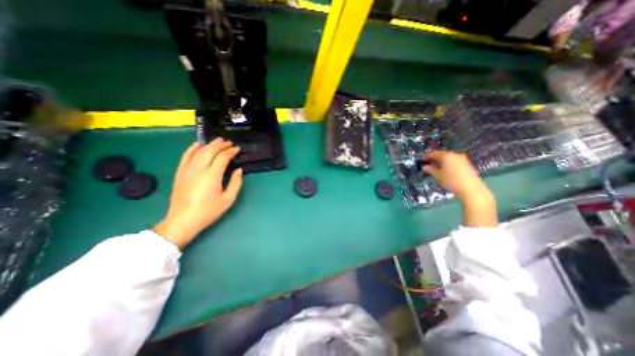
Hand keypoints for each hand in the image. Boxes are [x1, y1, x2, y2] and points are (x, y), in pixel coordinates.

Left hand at [153, 137, 242, 247]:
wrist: (183, 220)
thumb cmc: (209, 211)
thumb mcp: (228, 199)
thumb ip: (236, 183)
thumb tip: (239, 170)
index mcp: (212, 176)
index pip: (222, 157)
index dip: (230, 151)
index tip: (237, 149)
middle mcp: (199, 169)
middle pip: (210, 151)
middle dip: (221, 145)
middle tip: (229, 142)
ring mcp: (187, 170)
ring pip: (198, 151)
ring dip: (209, 144)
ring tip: (217, 141)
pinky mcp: (180, 173)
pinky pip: (185, 156)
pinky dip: (192, 148)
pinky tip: (197, 144)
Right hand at [423, 151, 498, 227]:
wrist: (471, 189)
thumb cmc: (451, 181)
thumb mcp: (438, 176)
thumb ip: (430, 170)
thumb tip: (424, 167)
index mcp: (446, 156)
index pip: (434, 153)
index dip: (427, 156)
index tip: (421, 159)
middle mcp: (454, 155)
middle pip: (442, 154)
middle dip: (434, 158)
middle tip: (428, 163)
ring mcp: (462, 159)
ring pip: (448, 158)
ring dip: (441, 161)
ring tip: (435, 167)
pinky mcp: (466, 164)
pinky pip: (453, 161)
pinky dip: (447, 164)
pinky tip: (445, 169)